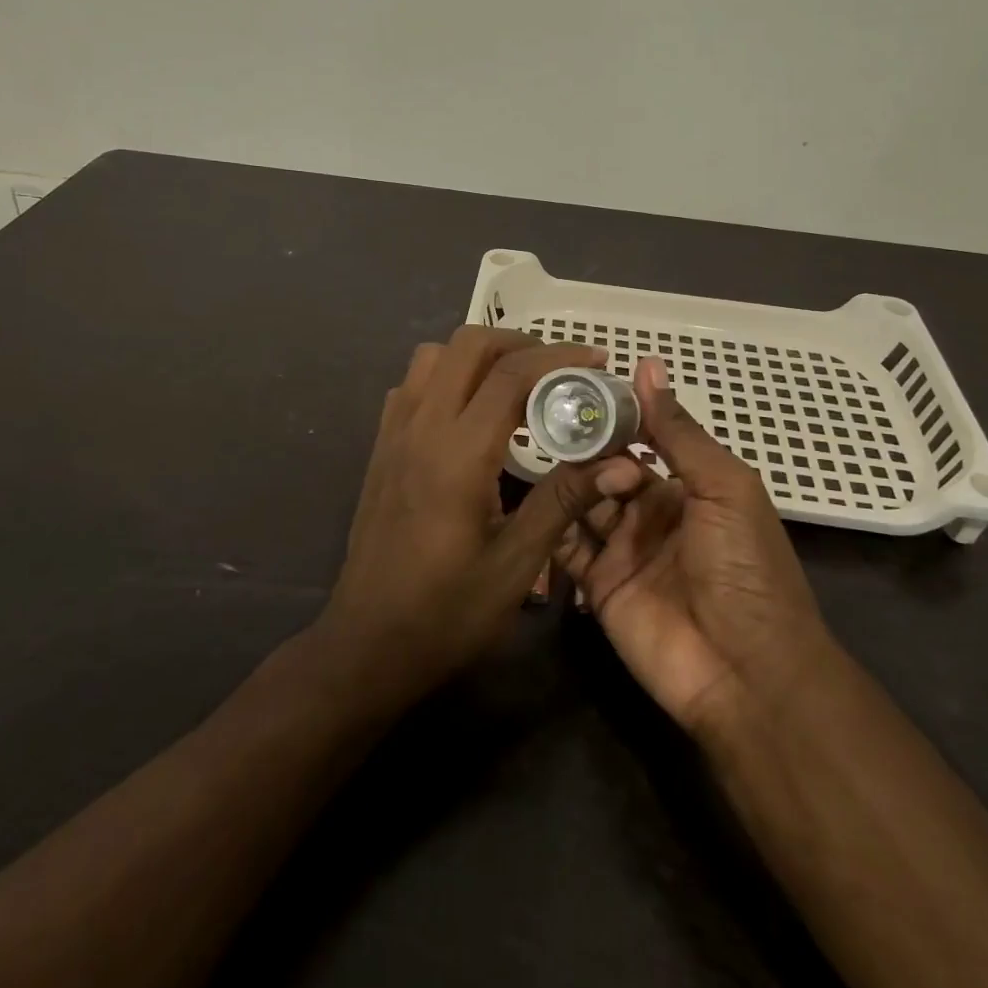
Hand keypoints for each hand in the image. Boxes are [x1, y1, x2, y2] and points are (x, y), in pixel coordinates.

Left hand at [317, 327, 642, 704]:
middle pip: (467, 344)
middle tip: (560, 370)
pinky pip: (413, 385)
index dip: (559, 358)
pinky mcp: (381, 447)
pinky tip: (470, 413)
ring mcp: (394, 434)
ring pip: (433, 356)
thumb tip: (621, 462)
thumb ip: (564, 501)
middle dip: (520, 343)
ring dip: (479, 355)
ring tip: (518, 385)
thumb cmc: (446, 613)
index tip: (597, 363)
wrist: (367, 644)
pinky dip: (447, 376)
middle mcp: (421, 428)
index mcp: (457, 454)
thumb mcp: (515, 564)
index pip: (511, 374)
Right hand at [555, 356, 832, 734]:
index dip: (612, 416)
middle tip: (554, 427)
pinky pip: (566, 547)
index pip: (639, 439)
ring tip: (547, 461)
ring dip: (568, 482)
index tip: (574, 388)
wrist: (746, 672)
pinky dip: (551, 526)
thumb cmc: (744, 567)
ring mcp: (620, 549)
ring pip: (581, 502)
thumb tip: (648, 364)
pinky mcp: (596, 585)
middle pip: (604, 468)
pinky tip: (537, 503)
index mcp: (685, 485)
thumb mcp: (723, 487)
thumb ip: (678, 431)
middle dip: (585, 449)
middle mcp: (649, 512)